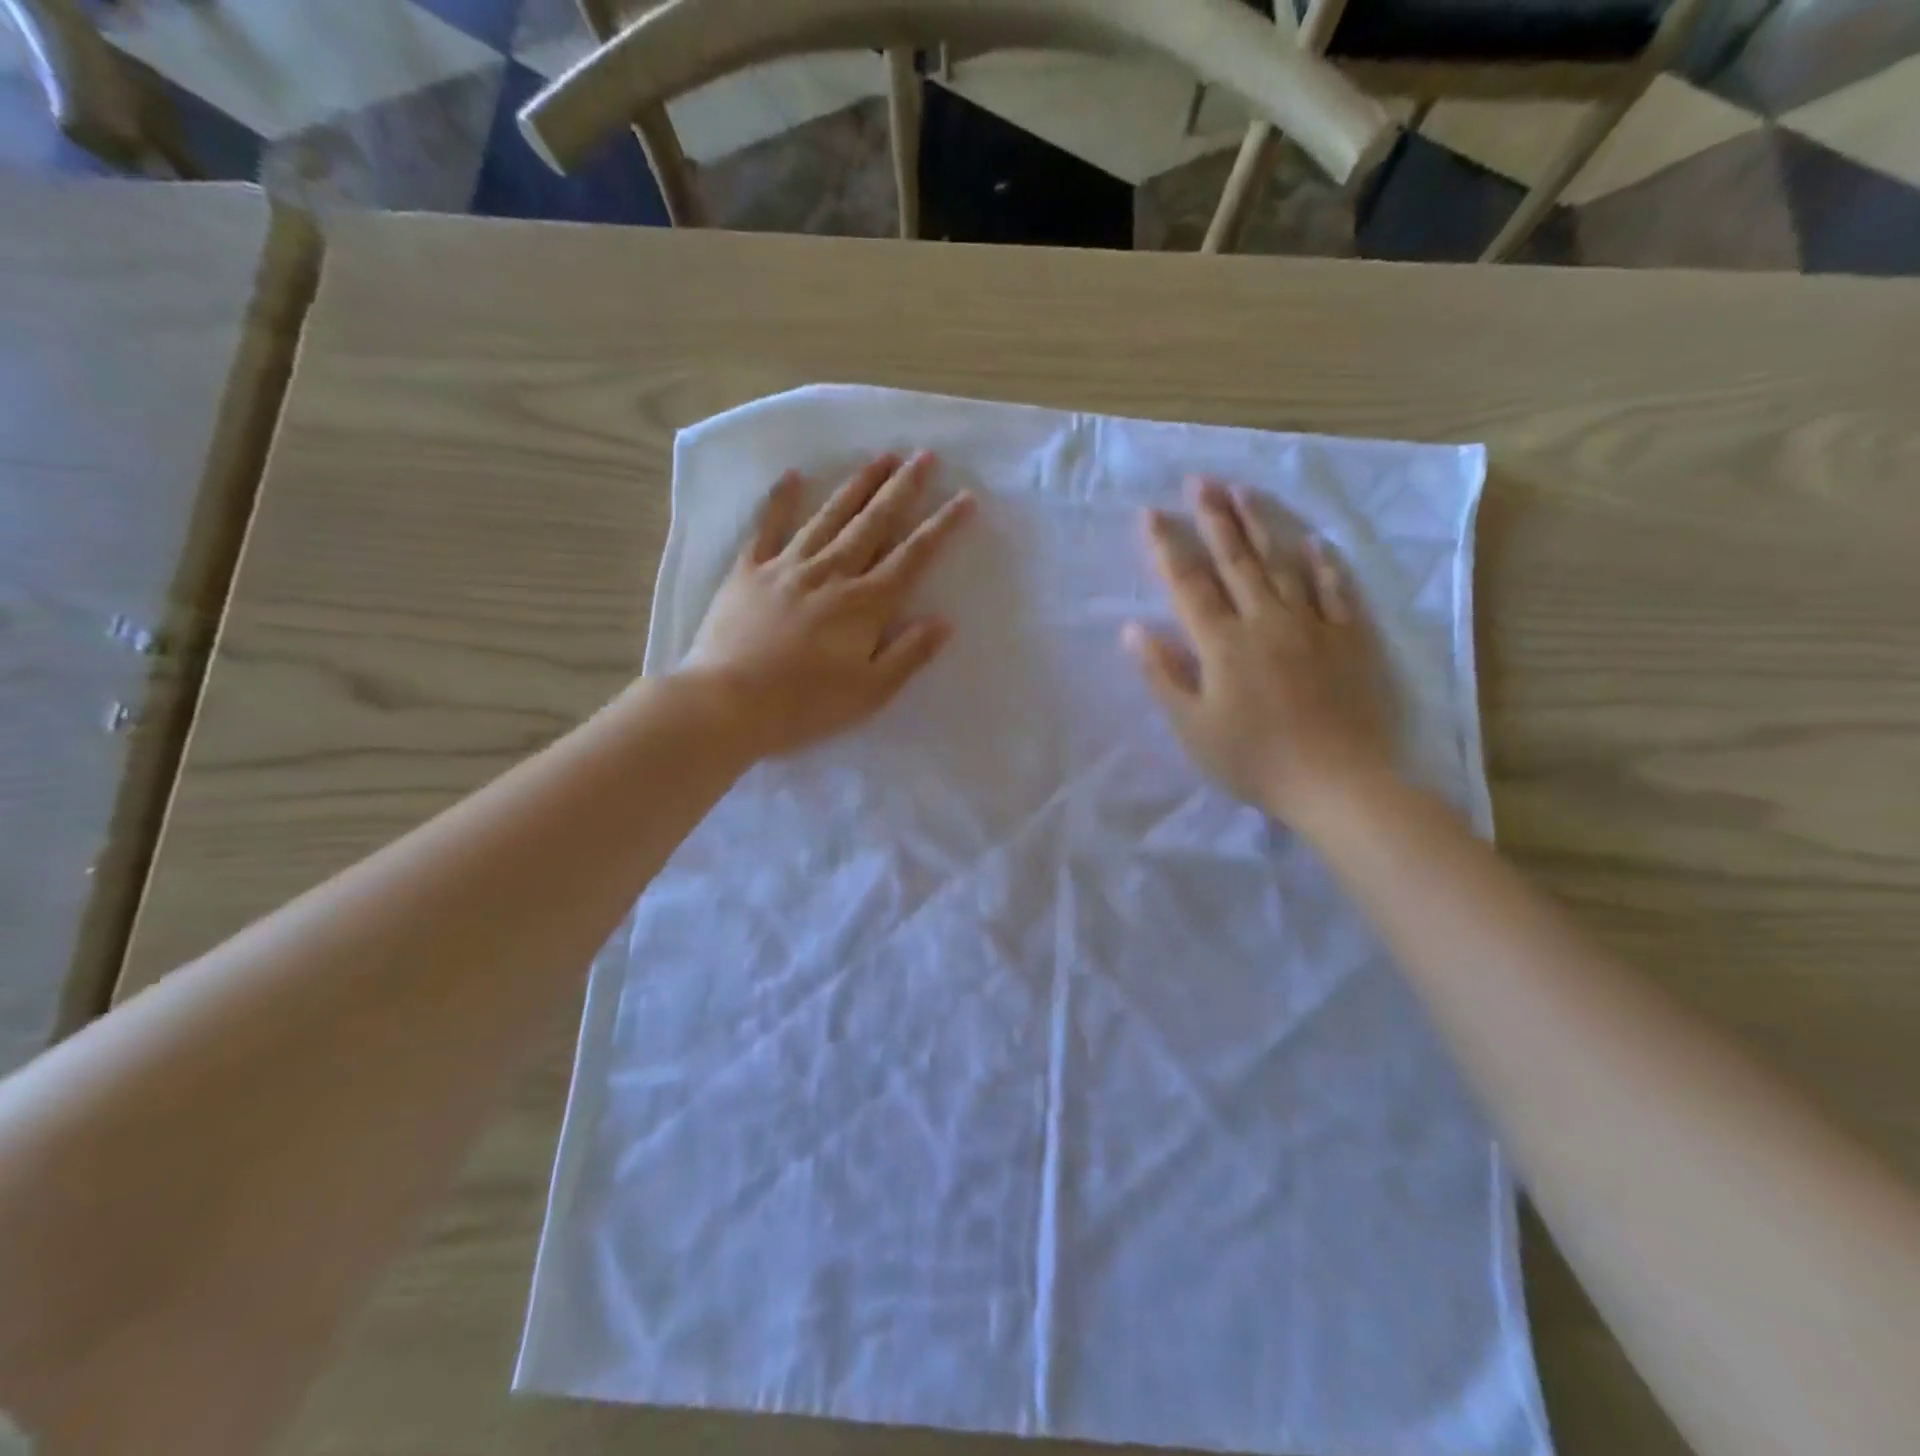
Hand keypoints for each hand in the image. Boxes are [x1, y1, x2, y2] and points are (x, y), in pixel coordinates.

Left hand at [682, 452, 975, 758]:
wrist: (727, 702)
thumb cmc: (805, 705)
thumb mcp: (870, 692)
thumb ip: (909, 653)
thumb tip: (944, 620)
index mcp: (865, 604)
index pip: (912, 557)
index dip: (942, 526)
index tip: (965, 497)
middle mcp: (831, 573)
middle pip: (874, 523)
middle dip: (902, 488)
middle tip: (924, 455)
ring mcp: (787, 567)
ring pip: (829, 515)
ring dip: (857, 484)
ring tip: (880, 457)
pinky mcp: (749, 571)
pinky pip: (767, 527)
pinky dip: (780, 499)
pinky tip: (793, 475)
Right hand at [1125, 477, 1394, 836]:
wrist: (1339, 782)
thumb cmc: (1255, 760)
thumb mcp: (1192, 728)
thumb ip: (1163, 675)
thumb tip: (1134, 630)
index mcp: (1223, 643)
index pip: (1189, 583)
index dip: (1168, 546)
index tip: (1151, 513)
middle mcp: (1266, 620)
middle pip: (1236, 560)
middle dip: (1214, 518)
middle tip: (1199, 480)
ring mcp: (1312, 625)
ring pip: (1283, 563)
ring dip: (1261, 525)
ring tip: (1244, 491)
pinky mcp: (1350, 638)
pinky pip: (1336, 590)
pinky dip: (1323, 564)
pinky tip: (1315, 542)